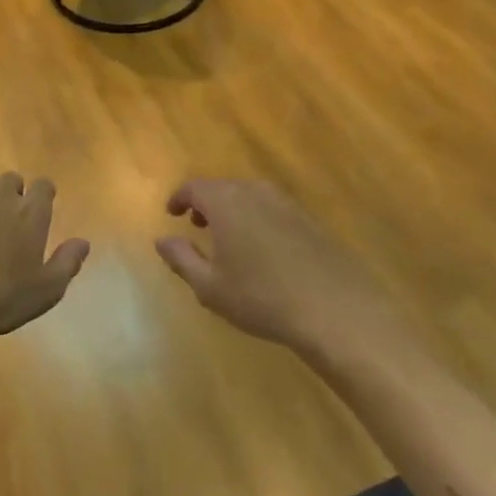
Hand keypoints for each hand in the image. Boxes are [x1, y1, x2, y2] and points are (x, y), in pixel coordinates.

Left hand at [0, 175, 90, 351]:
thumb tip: (83, 242)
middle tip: (8, 220)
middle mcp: (0, 199)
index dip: (43, 194)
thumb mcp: (47, 291)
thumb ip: (68, 262)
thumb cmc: (3, 301)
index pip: (43, 186)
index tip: (41, 208)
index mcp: (30, 214)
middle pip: (10, 179)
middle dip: (12, 193)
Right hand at [155, 179, 377, 346]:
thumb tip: (161, 239)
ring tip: (227, 236)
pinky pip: (271, 208)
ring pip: (249, 195)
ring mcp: (286, 203)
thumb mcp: (209, 286)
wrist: (334, 308)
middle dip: (206, 202)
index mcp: (226, 202)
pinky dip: (256, 217)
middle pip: (223, 187)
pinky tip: (261, 248)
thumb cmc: (261, 297)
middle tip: (196, 224)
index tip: (172, 213)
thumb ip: (181, 258)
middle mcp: (255, 192)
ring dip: (232, 209)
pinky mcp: (309, 219)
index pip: (195, 187)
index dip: (179, 198)